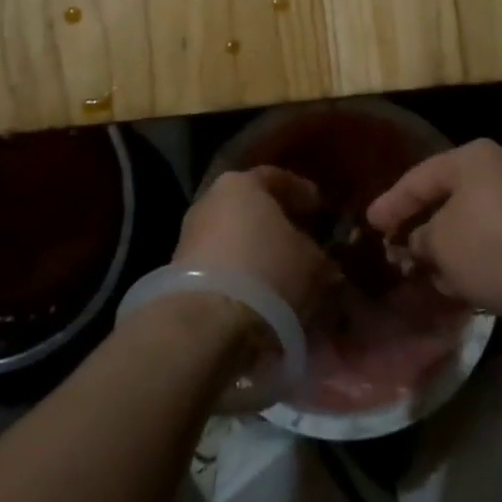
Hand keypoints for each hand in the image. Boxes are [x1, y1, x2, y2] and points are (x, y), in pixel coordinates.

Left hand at [174, 167, 333, 319]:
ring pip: (235, 238)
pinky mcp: (181, 271)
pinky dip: (241, 276)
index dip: (302, 193)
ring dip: (258, 254)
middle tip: (305, 242)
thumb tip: (320, 258)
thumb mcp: (312, 262)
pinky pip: (221, 266)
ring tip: (285, 276)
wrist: (206, 323)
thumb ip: (319, 253)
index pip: (277, 178)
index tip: (321, 209)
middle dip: (278, 224)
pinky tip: (261, 296)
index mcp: (242, 183)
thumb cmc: (267, 272)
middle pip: (252, 207)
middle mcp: (211, 200)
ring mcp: (191, 235)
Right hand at [366, 139, 501, 330]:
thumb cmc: (499, 248)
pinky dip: (478, 260)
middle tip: (395, 249)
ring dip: (450, 248)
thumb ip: (420, 240)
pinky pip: (498, 241)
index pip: (418, 177)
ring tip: (427, 274)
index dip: (390, 203)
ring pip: (473, 223)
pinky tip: (466, 286)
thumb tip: (418, 243)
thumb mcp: (443, 246)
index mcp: (471, 159)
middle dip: (421, 227)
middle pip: (448, 198)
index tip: (368, 224)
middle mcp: (500, 170)